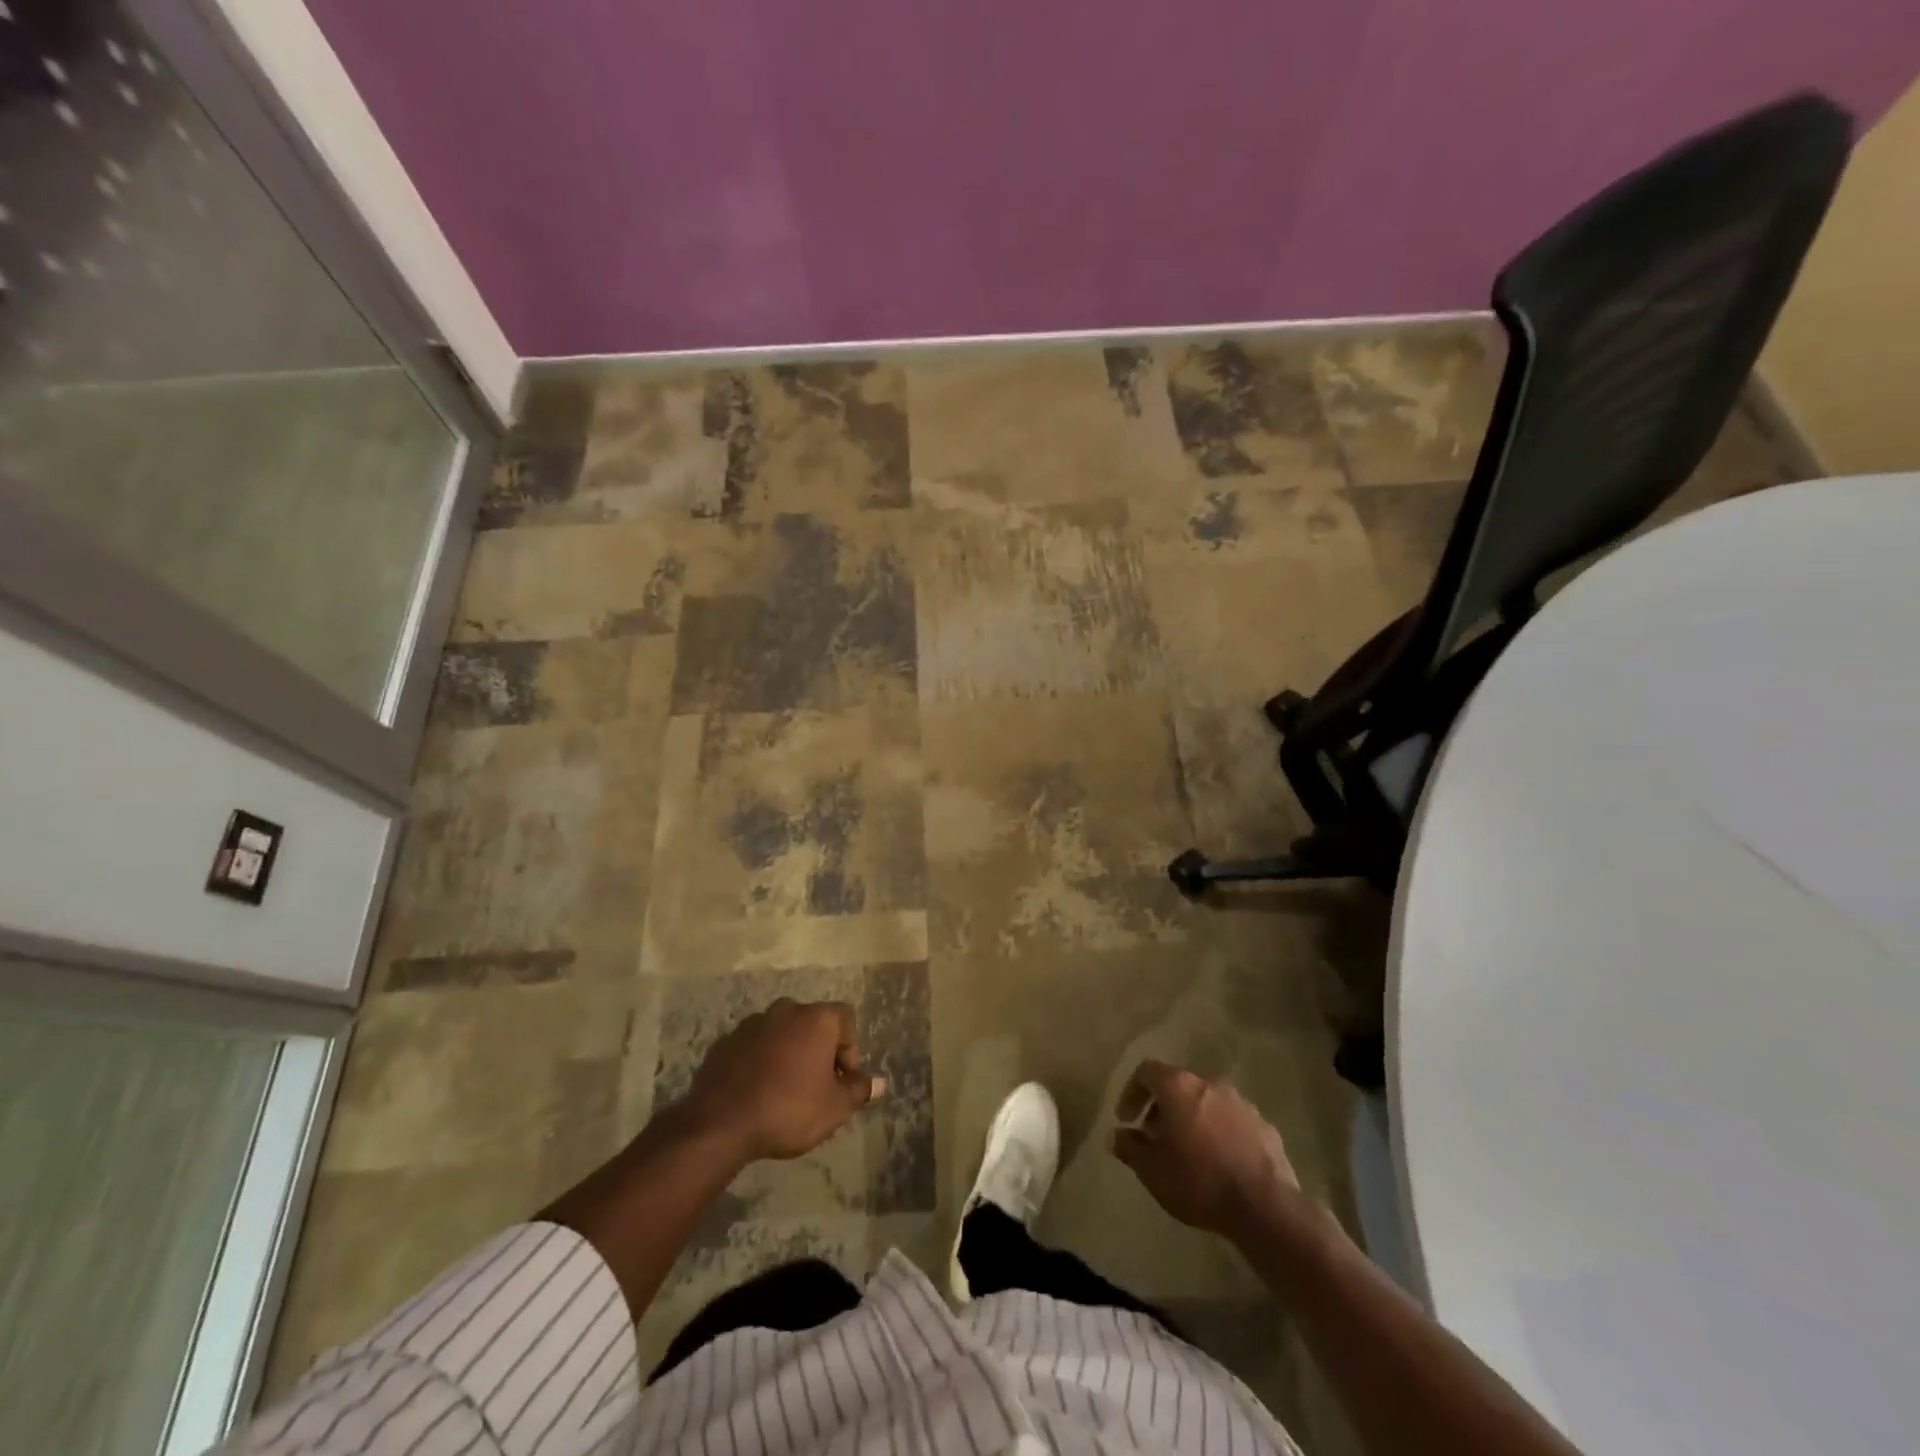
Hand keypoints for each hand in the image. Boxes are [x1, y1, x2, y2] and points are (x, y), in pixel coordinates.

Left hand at [680, 999, 885, 1161]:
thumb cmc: (789, 1110)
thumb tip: (880, 1083)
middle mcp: (786, 1010)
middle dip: (818, 1050)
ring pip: (781, 1033)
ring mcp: (752, 1023)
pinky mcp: (725, 1042)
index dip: (850, 1050)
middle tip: (816, 1086)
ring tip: (784, 1090)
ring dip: (788, 1054)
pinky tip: (757, 1092)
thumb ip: (859, 1091)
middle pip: (812, 1024)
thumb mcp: (834, 1108)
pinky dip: (760, 1062)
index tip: (842, 1082)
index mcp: (816, 1019)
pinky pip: (754, 1047)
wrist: (720, 1123)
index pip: (846, 1020)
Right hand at [1111, 1060, 1307, 1237]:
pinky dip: (1219, 1133)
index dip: (1131, 1092)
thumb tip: (1118, 1136)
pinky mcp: (1264, 1125)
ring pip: (1207, 1102)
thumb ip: (1130, 1147)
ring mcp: (1241, 1103)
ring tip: (1188, 1152)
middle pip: (1178, 1085)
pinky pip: (1232, 1121)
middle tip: (1155, 1138)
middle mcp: (1210, 1084)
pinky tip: (1219, 1163)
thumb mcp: (1152, 1171)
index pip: (1146, 1071)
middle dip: (1162, 1108)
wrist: (1265, 1207)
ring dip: (1192, 1119)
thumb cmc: (1199, 1182)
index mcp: (1179, 1087)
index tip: (1126, 1119)